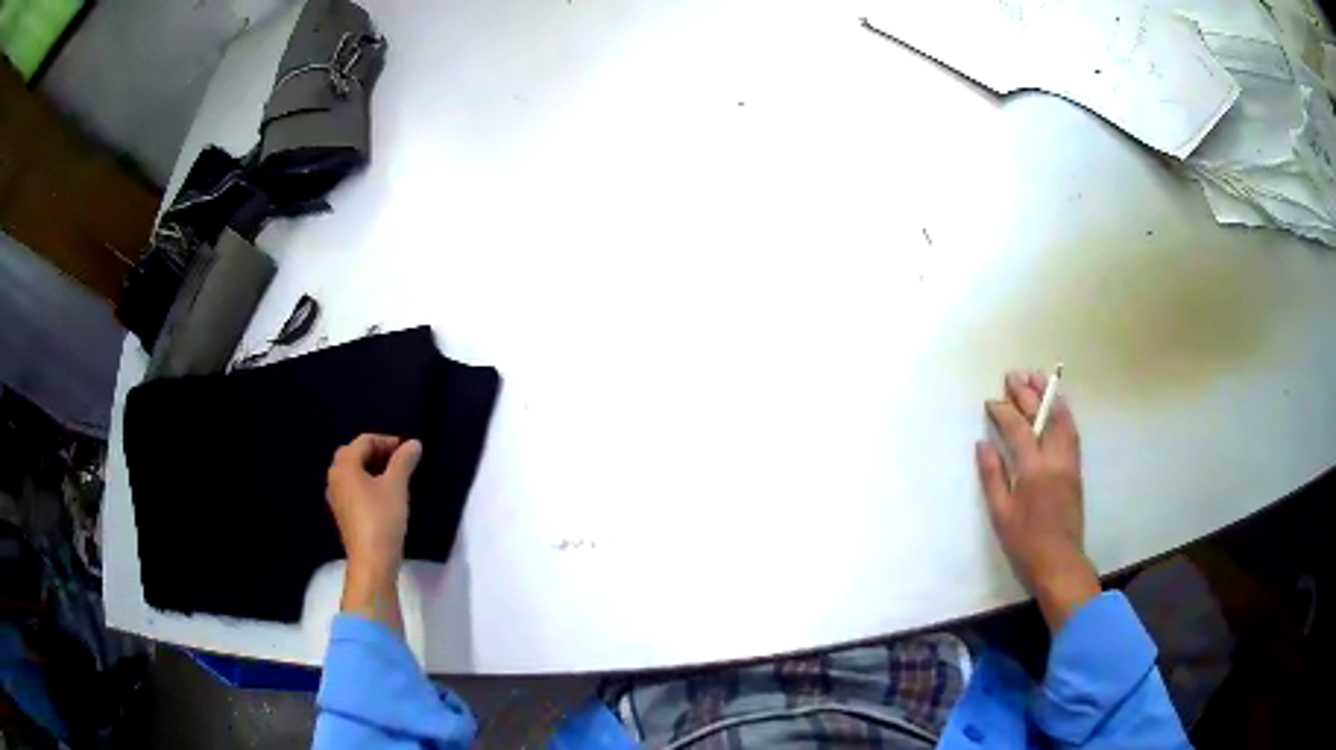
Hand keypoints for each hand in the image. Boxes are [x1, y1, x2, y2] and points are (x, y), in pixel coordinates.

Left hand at [325, 434, 421, 630]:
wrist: (372, 561)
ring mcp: (336, 497)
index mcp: (345, 465)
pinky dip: (366, 485)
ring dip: (371, 470)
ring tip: (394, 478)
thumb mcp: (397, 486)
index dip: (387, 441)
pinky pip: (352, 489)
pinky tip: (383, 497)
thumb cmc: (382, 518)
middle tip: (400, 461)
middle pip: (355, 455)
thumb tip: (414, 444)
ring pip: (353, 473)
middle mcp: (335, 477)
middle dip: (377, 454)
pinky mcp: (342, 514)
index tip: (408, 451)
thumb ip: (404, 461)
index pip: (365, 441)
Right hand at [976, 371, 1098, 630]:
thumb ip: (992, 476)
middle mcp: (1054, 459)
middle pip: (1041, 417)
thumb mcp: (1000, 514)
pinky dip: (1063, 413)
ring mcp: (1068, 462)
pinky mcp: (1076, 469)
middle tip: (1013, 375)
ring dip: (1049, 397)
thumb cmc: (1024, 543)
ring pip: (1061, 420)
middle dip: (1026, 394)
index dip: (1003, 411)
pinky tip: (1057, 406)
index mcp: (1033, 469)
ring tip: (1038, 379)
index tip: (991, 401)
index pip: (1018, 428)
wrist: (1059, 562)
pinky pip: (1071, 432)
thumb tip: (983, 443)